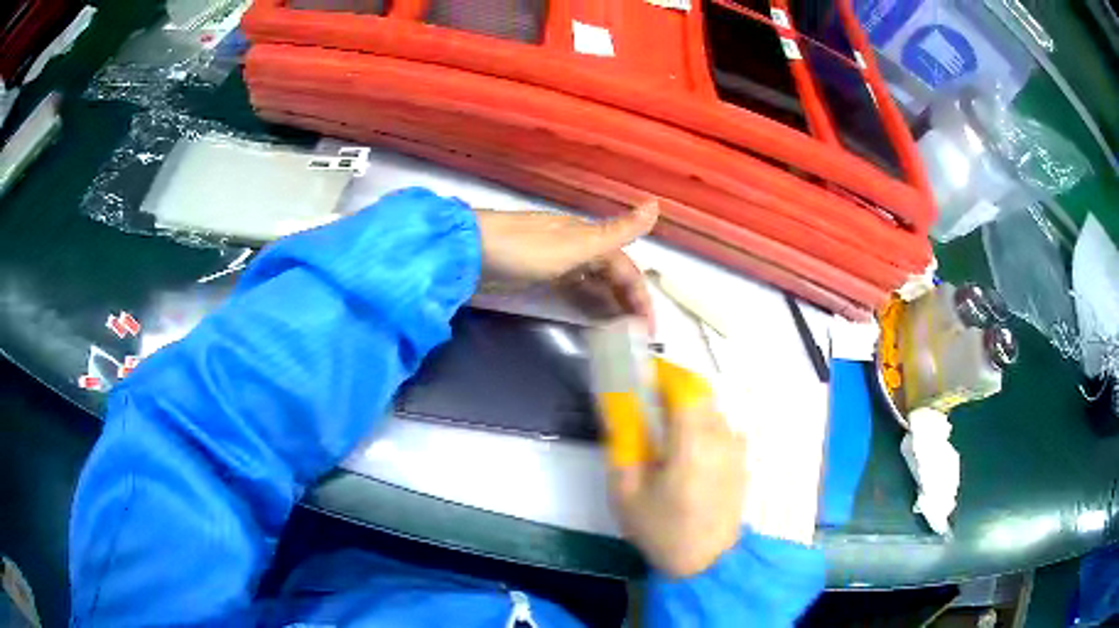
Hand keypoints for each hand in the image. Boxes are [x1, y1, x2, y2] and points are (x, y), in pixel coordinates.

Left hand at [474, 202, 658, 327]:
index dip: (640, 297)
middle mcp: (575, 245)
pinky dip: (585, 302)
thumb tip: (656, 204)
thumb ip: (616, 232)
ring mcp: (554, 259)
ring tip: (619, 333)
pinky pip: (572, 289)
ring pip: (592, 282)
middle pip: (611, 275)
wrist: (466, 252)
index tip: (648, 331)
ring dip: (609, 304)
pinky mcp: (536, 273)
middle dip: (628, 303)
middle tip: (636, 338)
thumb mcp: (574, 244)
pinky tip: (587, 316)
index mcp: (587, 237)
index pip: (626, 268)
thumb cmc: (523, 249)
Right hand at [610, 360, 746, 577]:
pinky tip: (687, 453)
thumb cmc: (663, 529)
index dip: (663, 373)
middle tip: (646, 403)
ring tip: (664, 431)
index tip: (640, 374)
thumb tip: (620, 411)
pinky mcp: (741, 460)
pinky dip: (702, 426)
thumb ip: (622, 446)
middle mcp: (721, 437)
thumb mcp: (626, 493)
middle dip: (672, 388)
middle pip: (699, 392)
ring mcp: (736, 448)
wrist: (707, 562)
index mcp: (693, 443)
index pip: (684, 386)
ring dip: (688, 408)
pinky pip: (720, 428)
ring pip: (711, 409)